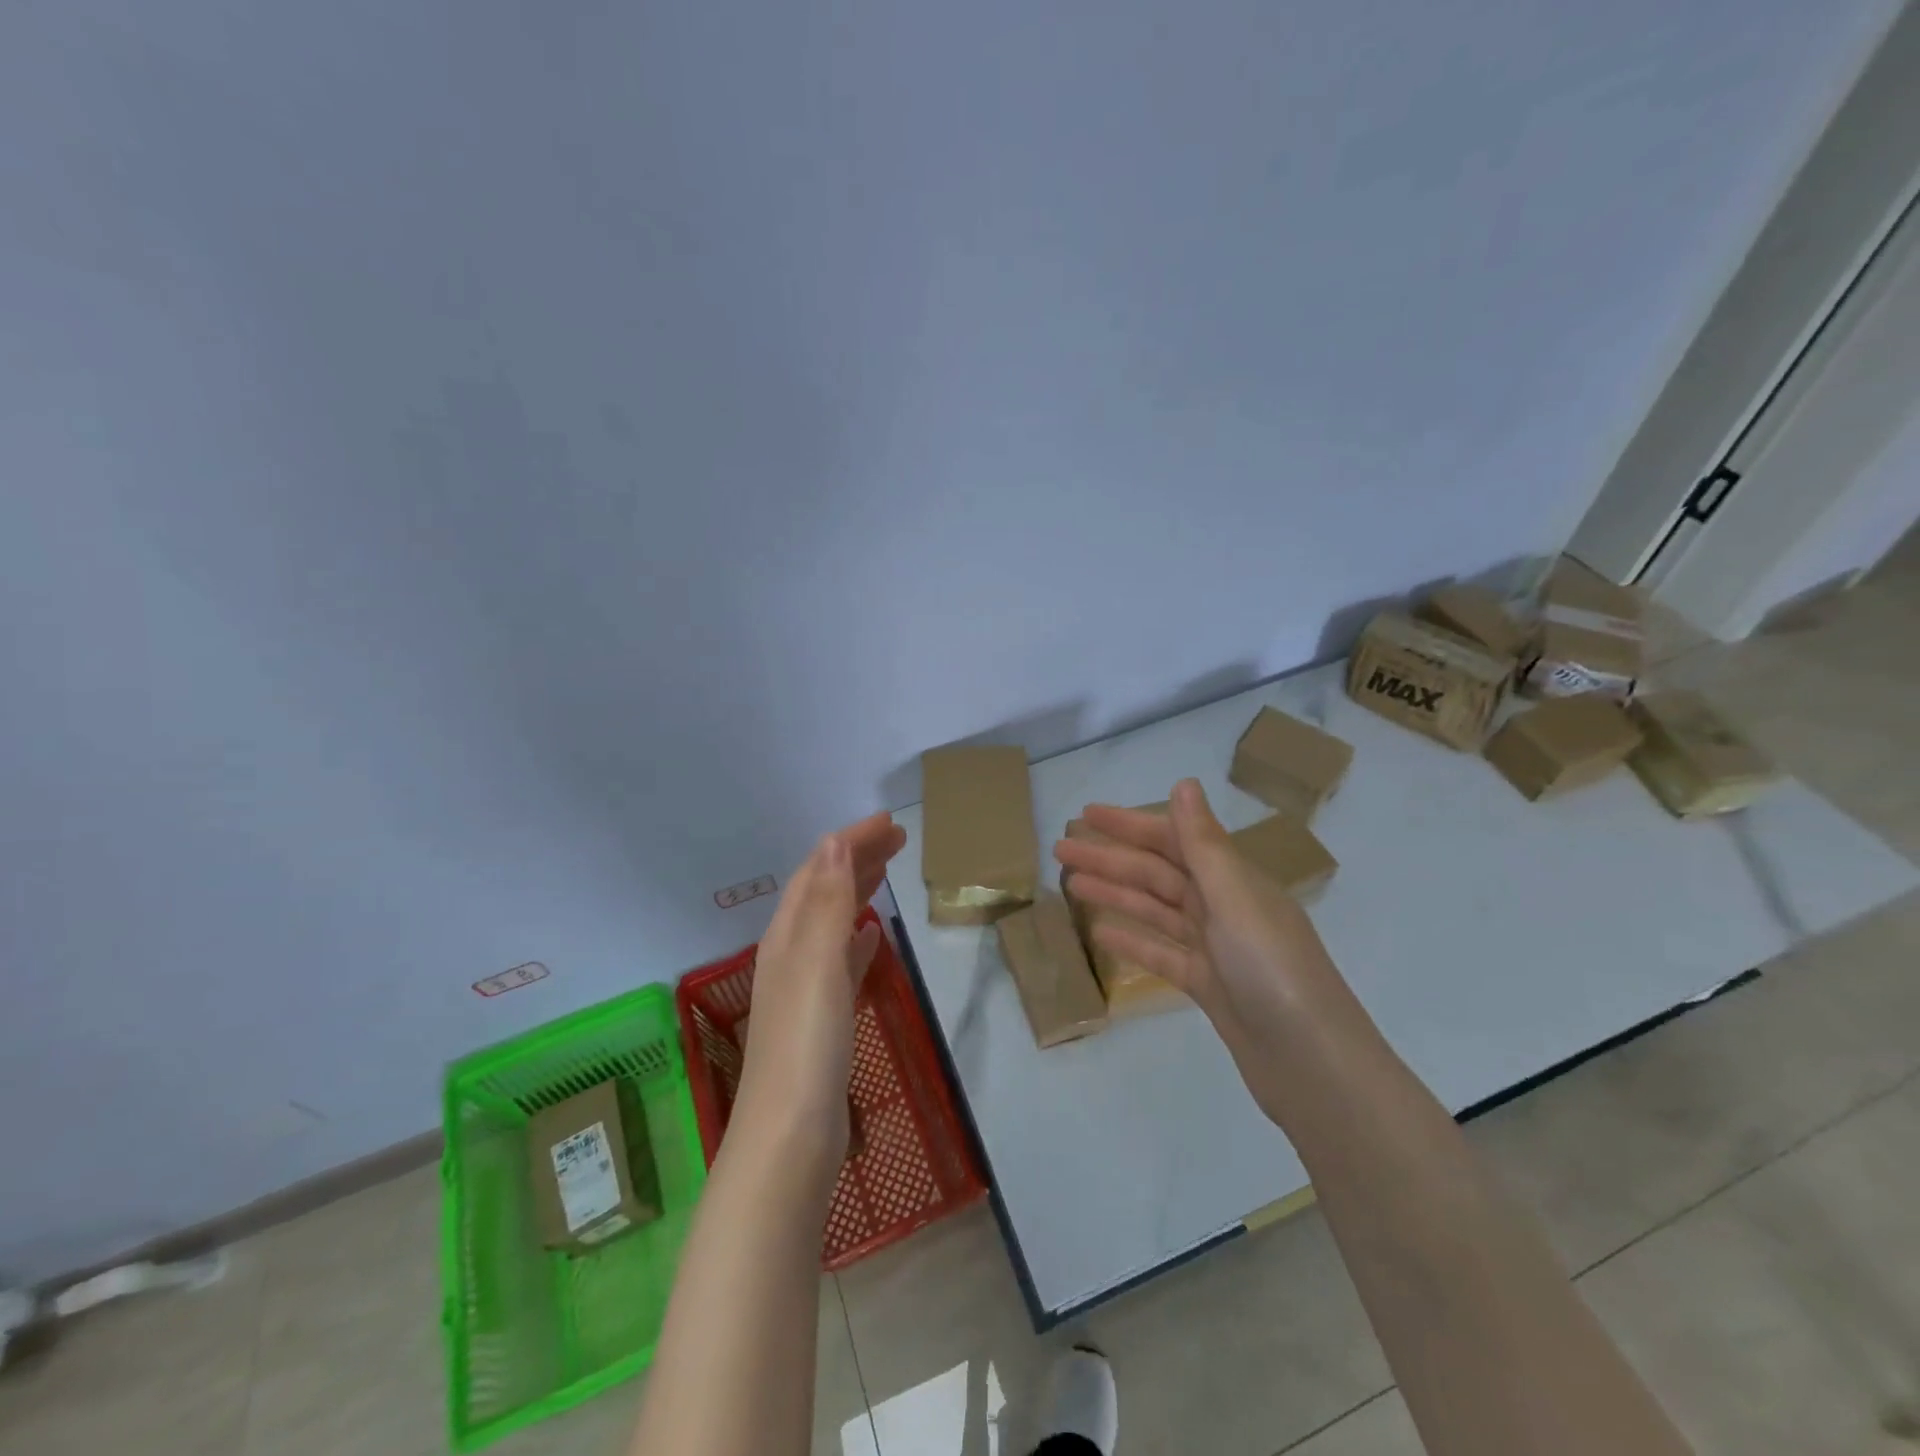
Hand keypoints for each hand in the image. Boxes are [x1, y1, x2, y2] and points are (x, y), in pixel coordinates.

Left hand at [731, 812, 906, 1168]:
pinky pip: (841, 961)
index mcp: (787, 938)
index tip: (888, 822)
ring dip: (856, 892)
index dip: (849, 842)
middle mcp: (790, 956)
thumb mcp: (816, 964)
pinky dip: (856, 938)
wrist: (790, 1140)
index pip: (817, 871)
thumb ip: (825, 903)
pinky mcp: (822, 1021)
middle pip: (822, 892)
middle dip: (855, 859)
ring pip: (831, 923)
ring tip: (885, 873)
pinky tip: (871, 936)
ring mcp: (805, 990)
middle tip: (896, 838)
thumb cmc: (806, 1045)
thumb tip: (833, 841)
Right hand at [1053, 778, 1375, 1126]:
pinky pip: (1163, 953)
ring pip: (1155, 910)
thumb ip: (1204, 844)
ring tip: (1070, 885)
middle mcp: (1225, 907)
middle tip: (1060, 851)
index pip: (1173, 840)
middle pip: (1157, 874)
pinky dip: (1133, 940)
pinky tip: (1101, 933)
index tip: (1086, 816)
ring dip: (1115, 894)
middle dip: (1110, 859)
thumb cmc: (1273, 971)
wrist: (1312, 1065)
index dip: (1129, 825)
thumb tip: (1185, 783)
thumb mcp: (1235, 900)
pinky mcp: (1209, 986)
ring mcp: (1216, 949)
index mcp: (1235, 880)